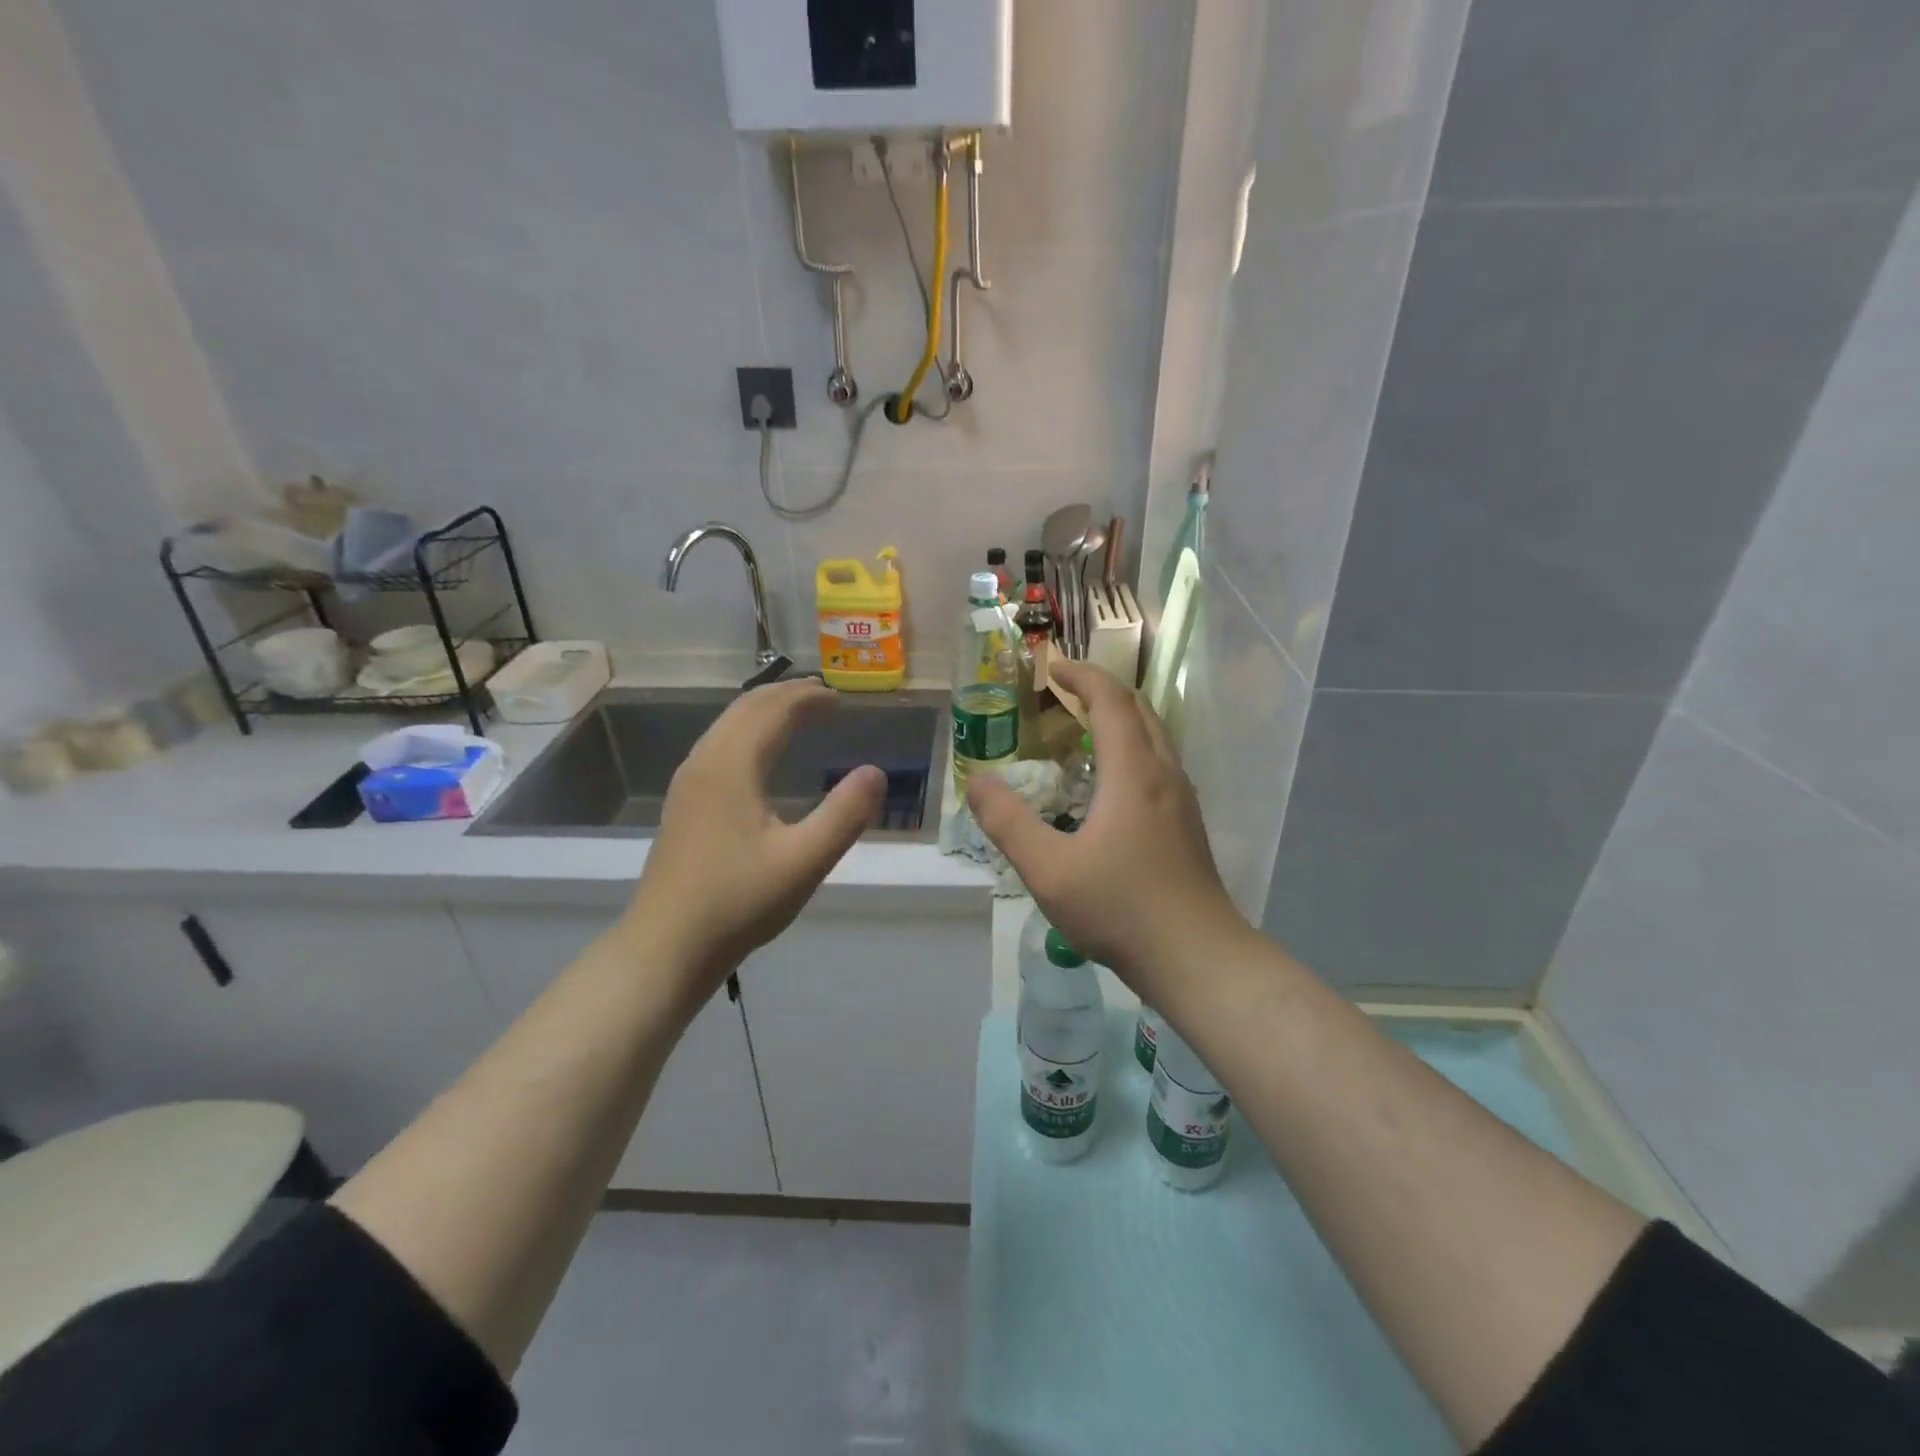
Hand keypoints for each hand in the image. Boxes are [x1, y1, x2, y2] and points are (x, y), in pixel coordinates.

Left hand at [622, 678, 884, 1004]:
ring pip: (727, 726)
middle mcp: (705, 762)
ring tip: (796, 716)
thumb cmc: (738, 903)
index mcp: (732, 766)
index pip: (773, 710)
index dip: (808, 699)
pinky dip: (747, 733)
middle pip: (745, 709)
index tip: (840, 700)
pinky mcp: (683, 805)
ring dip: (764, 712)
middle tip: (822, 698)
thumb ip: (845, 814)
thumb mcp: (804, 861)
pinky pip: (718, 746)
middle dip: (786, 696)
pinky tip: (759, 758)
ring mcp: (687, 783)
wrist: (666, 947)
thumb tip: (875, 772)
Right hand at [966, 660, 1248, 998]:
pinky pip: (1159, 765)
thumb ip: (1008, 822)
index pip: (1110, 700)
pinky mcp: (1188, 825)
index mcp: (1133, 771)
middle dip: (1101, 692)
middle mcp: (1164, 773)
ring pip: (1154, 738)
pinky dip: (1132, 750)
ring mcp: (1182, 800)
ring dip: (1120, 721)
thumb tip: (977, 781)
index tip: (1052, 667)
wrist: (1198, 957)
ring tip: (1083, 733)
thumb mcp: (1049, 869)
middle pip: (1139, 711)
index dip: (1081, 676)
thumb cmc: (1121, 908)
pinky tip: (1110, 786)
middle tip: (1064, 696)